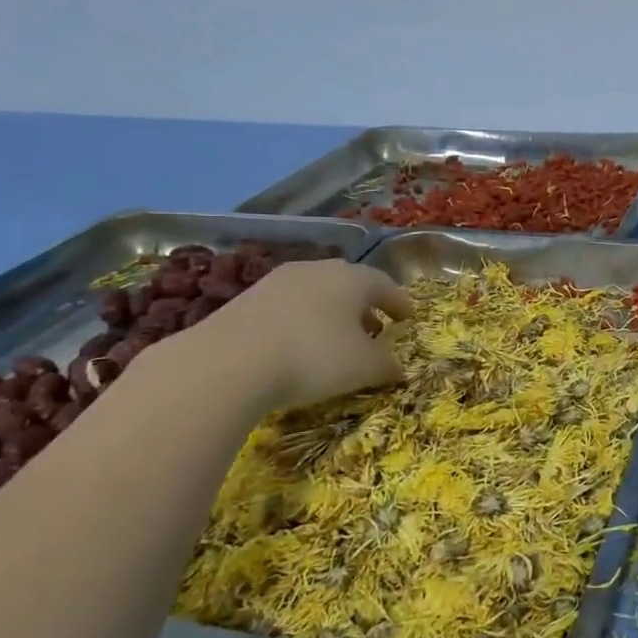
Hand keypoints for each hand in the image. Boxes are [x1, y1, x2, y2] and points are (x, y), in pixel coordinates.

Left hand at [160, 260, 413, 413]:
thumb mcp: (364, 367)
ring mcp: (278, 281)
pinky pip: (288, 307)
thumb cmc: (314, 357)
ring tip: (336, 340)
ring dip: (331, 314)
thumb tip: (397, 366)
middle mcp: (317, 270)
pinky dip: (301, 322)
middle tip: (374, 328)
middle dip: (365, 306)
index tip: (409, 318)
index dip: (400, 303)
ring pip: (316, 293)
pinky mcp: (246, 299)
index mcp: (352, 278)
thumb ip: (387, 364)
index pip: (386, 285)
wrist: (228, 362)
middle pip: (349, 284)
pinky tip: (298, 346)